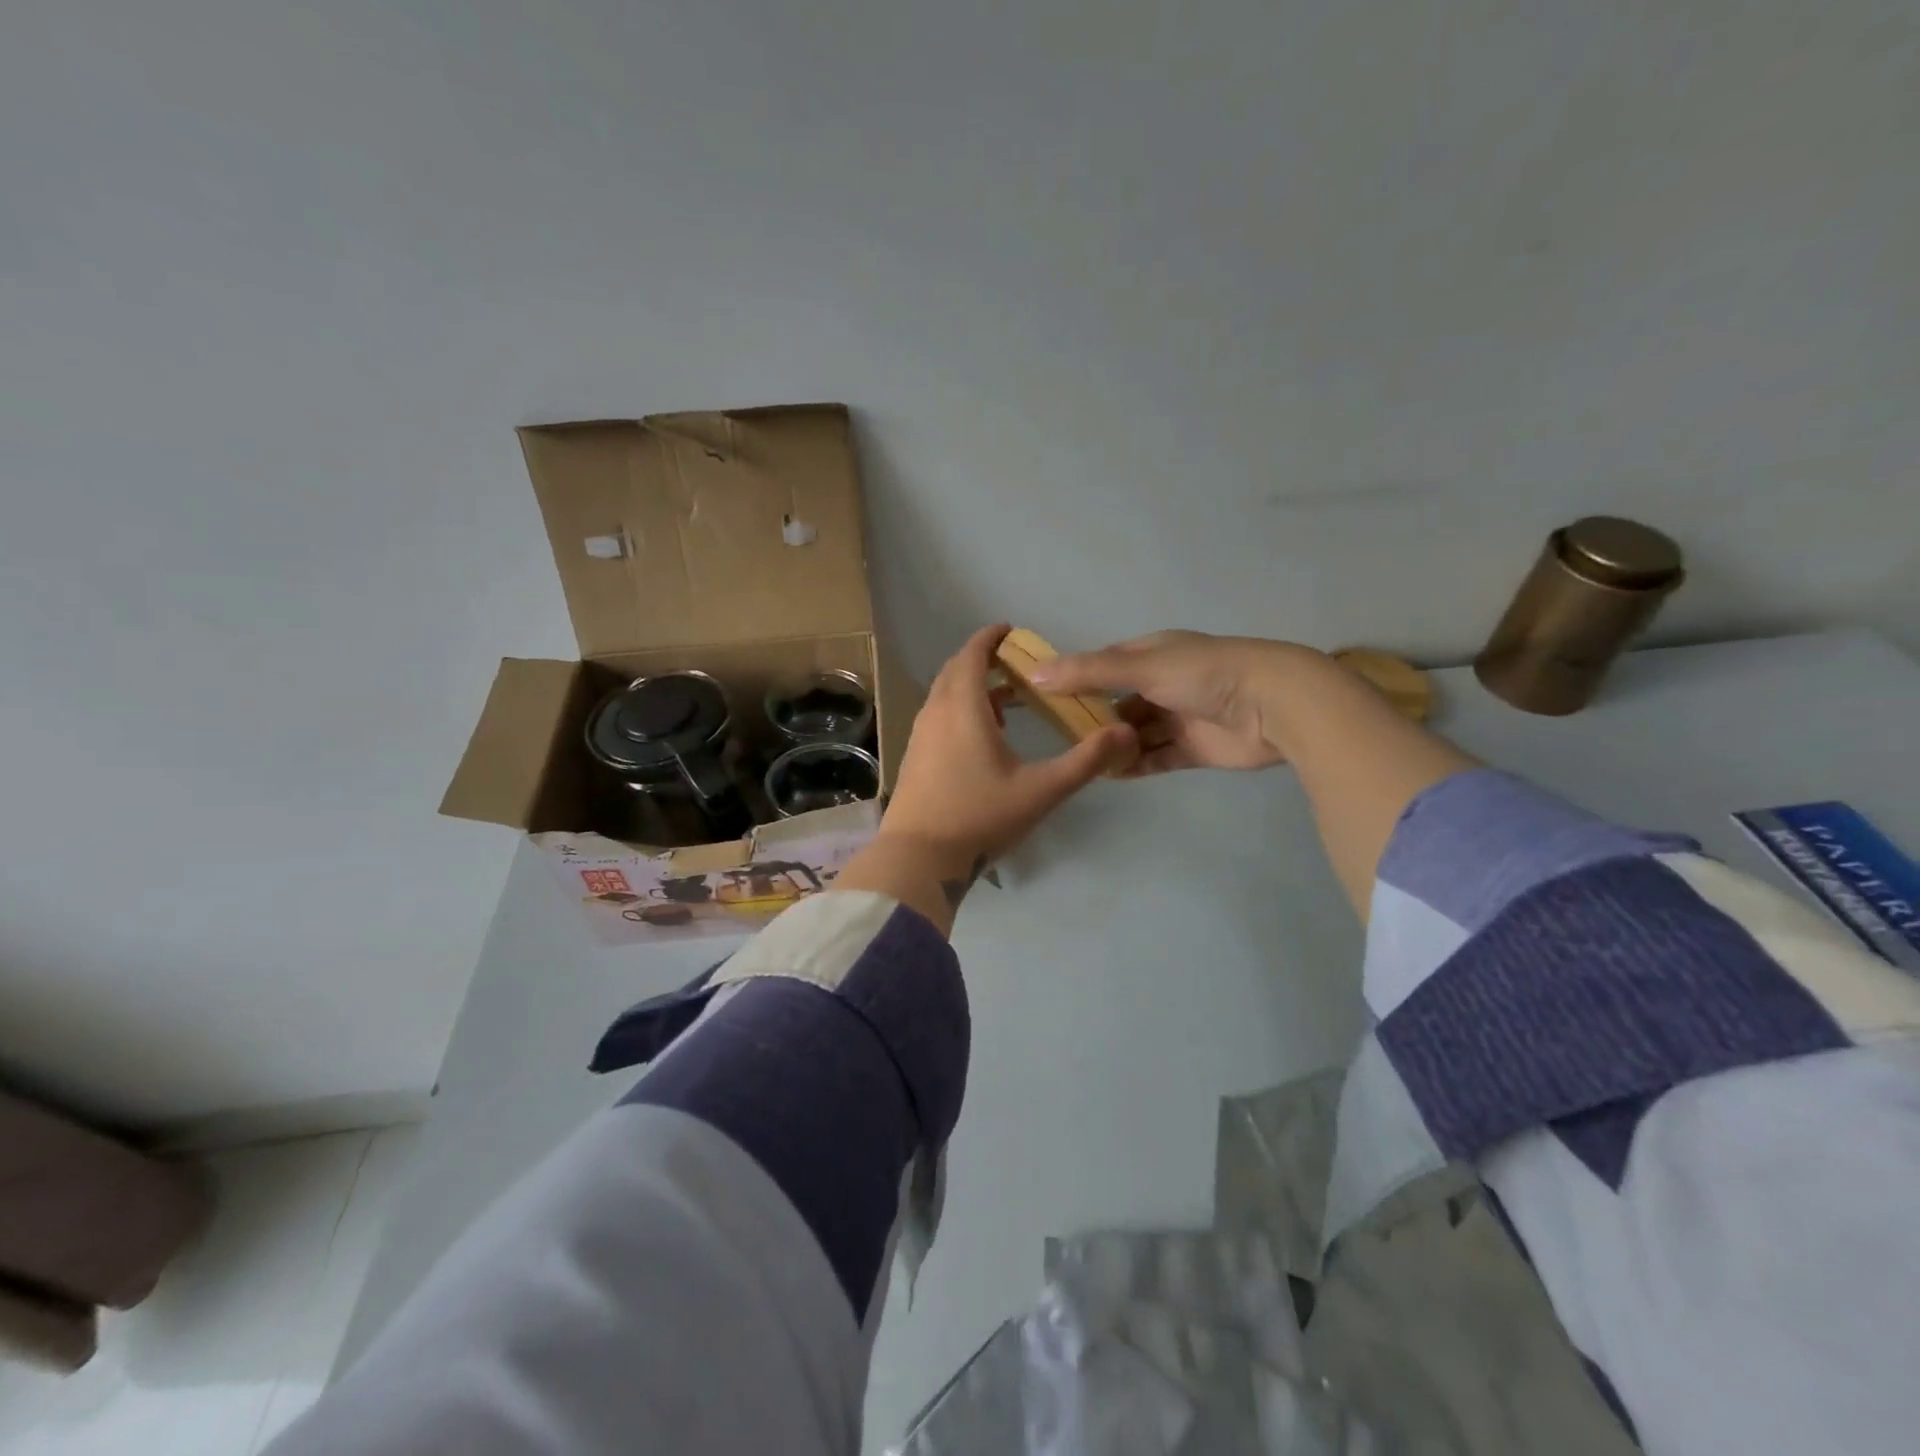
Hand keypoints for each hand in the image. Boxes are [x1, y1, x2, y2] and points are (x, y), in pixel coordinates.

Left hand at [884, 625, 1137, 864]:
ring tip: (1006, 701)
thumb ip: (1086, 761)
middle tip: (1015, 664)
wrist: (919, 858)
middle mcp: (935, 712)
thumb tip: (1126, 734)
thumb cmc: (980, 817)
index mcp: (963, 708)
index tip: (1010, 630)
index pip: (973, 654)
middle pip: (956, 671)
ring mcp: (920, 736)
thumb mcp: (1041, 791)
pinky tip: (981, 739)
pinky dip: (958, 710)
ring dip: (971, 687)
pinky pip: (937, 717)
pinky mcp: (914, 757)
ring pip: (944, 695)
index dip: (990, 638)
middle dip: (983, 660)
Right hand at [1031, 630, 1313, 774]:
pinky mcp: (1194, 749)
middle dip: (1094, 718)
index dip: (1077, 679)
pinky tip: (1108, 775)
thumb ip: (1088, 672)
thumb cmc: (1204, 674)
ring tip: (1081, 761)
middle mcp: (1165, 683)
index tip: (1045, 698)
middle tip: (1059, 738)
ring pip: (1137, 733)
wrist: (1273, 704)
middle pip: (1119, 702)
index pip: (1106, 664)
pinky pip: (1156, 758)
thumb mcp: (1141, 666)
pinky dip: (1135, 765)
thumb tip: (1034, 674)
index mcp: (1153, 654)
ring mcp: (1180, 717)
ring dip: (1114, 745)